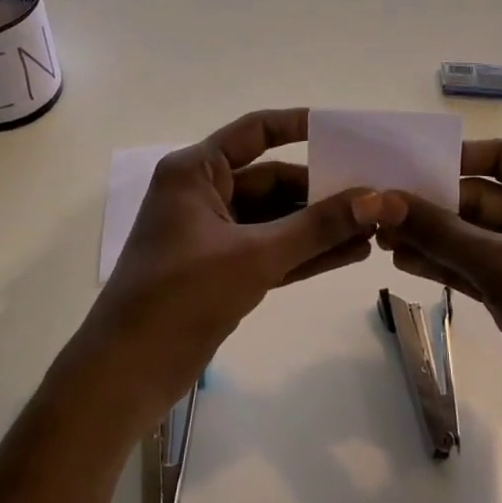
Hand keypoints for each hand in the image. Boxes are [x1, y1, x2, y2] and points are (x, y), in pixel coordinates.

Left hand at [65, 108, 404, 436]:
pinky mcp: (222, 271)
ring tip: (375, 229)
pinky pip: (271, 251)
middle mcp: (204, 194)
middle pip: (272, 180)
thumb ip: (316, 228)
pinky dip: (305, 253)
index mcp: (196, 171)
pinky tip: (350, 254)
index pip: (255, 132)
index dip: (299, 126)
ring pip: (276, 220)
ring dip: (319, 226)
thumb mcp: (253, 256)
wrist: (125, 376)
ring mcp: (213, 235)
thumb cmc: (180, 297)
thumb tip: (376, 200)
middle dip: (322, 191)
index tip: (345, 132)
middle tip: (375, 196)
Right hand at [377, 138, 501, 455]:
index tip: (408, 166)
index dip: (456, 158)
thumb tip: (381, 200)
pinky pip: (470, 266)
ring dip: (430, 235)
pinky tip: (402, 262)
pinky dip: (440, 263)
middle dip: (432, 205)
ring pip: (470, 235)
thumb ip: (440, 230)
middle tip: (380, 210)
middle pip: (479, 197)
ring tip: (380, 237)